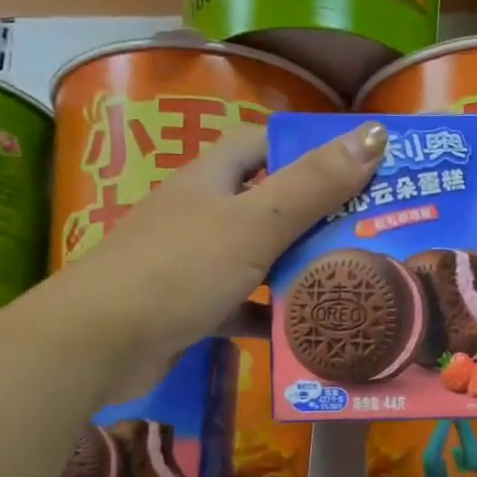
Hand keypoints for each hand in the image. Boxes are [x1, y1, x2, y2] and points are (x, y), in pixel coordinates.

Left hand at [57, 120, 385, 398]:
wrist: (102, 341)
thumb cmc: (181, 268)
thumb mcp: (254, 223)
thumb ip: (313, 185)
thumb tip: (373, 136)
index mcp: (211, 178)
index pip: (262, 144)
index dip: (307, 148)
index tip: (356, 167)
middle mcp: (200, 213)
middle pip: (265, 204)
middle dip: (314, 217)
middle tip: (370, 232)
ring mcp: (192, 263)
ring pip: (255, 259)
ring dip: (294, 270)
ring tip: (349, 280)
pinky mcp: (189, 309)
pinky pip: (239, 307)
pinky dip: (267, 316)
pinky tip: (303, 329)